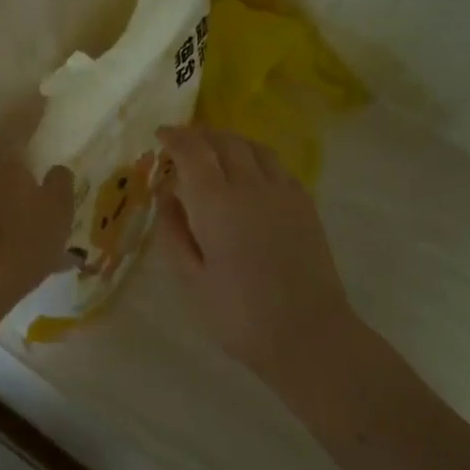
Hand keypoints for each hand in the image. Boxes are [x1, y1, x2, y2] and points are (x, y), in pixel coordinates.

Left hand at [0, 145, 72, 306]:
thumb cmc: (31, 236)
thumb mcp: (60, 207)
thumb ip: (60, 182)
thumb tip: (57, 169)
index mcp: (9, 168)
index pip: (18, 156)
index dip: (28, 170)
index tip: (37, 183)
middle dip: (10, 192)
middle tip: (27, 212)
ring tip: (11, 236)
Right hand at [155, 124, 355, 382]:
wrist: (309, 334)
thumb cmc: (239, 315)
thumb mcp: (191, 280)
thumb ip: (174, 232)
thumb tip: (166, 195)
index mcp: (216, 203)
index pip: (192, 151)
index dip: (174, 137)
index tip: (160, 134)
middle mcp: (250, 185)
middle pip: (224, 141)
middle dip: (200, 135)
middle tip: (183, 140)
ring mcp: (282, 192)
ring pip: (254, 147)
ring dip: (230, 141)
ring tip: (215, 150)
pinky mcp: (305, 204)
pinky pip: (276, 166)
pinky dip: (256, 158)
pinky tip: (250, 174)